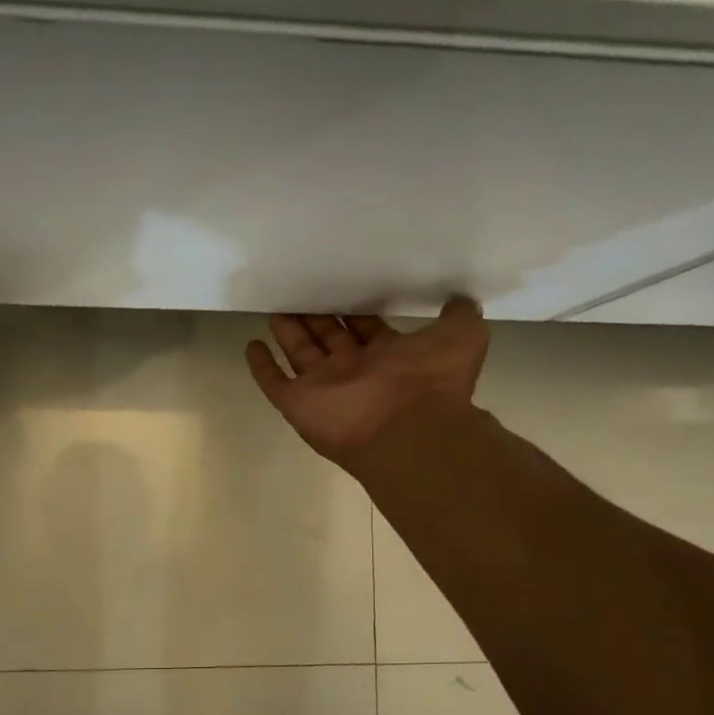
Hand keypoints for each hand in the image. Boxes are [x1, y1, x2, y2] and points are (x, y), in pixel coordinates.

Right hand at [246, 299, 489, 466]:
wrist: (407, 429)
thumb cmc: (431, 381)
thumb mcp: (462, 337)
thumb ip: (459, 315)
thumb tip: (460, 299)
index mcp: (388, 357)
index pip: (365, 327)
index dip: (353, 310)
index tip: (340, 285)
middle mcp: (354, 371)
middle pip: (329, 337)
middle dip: (316, 316)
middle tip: (300, 289)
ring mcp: (323, 388)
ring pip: (300, 354)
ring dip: (288, 332)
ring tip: (275, 305)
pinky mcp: (298, 403)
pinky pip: (274, 382)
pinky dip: (261, 366)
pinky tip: (252, 345)